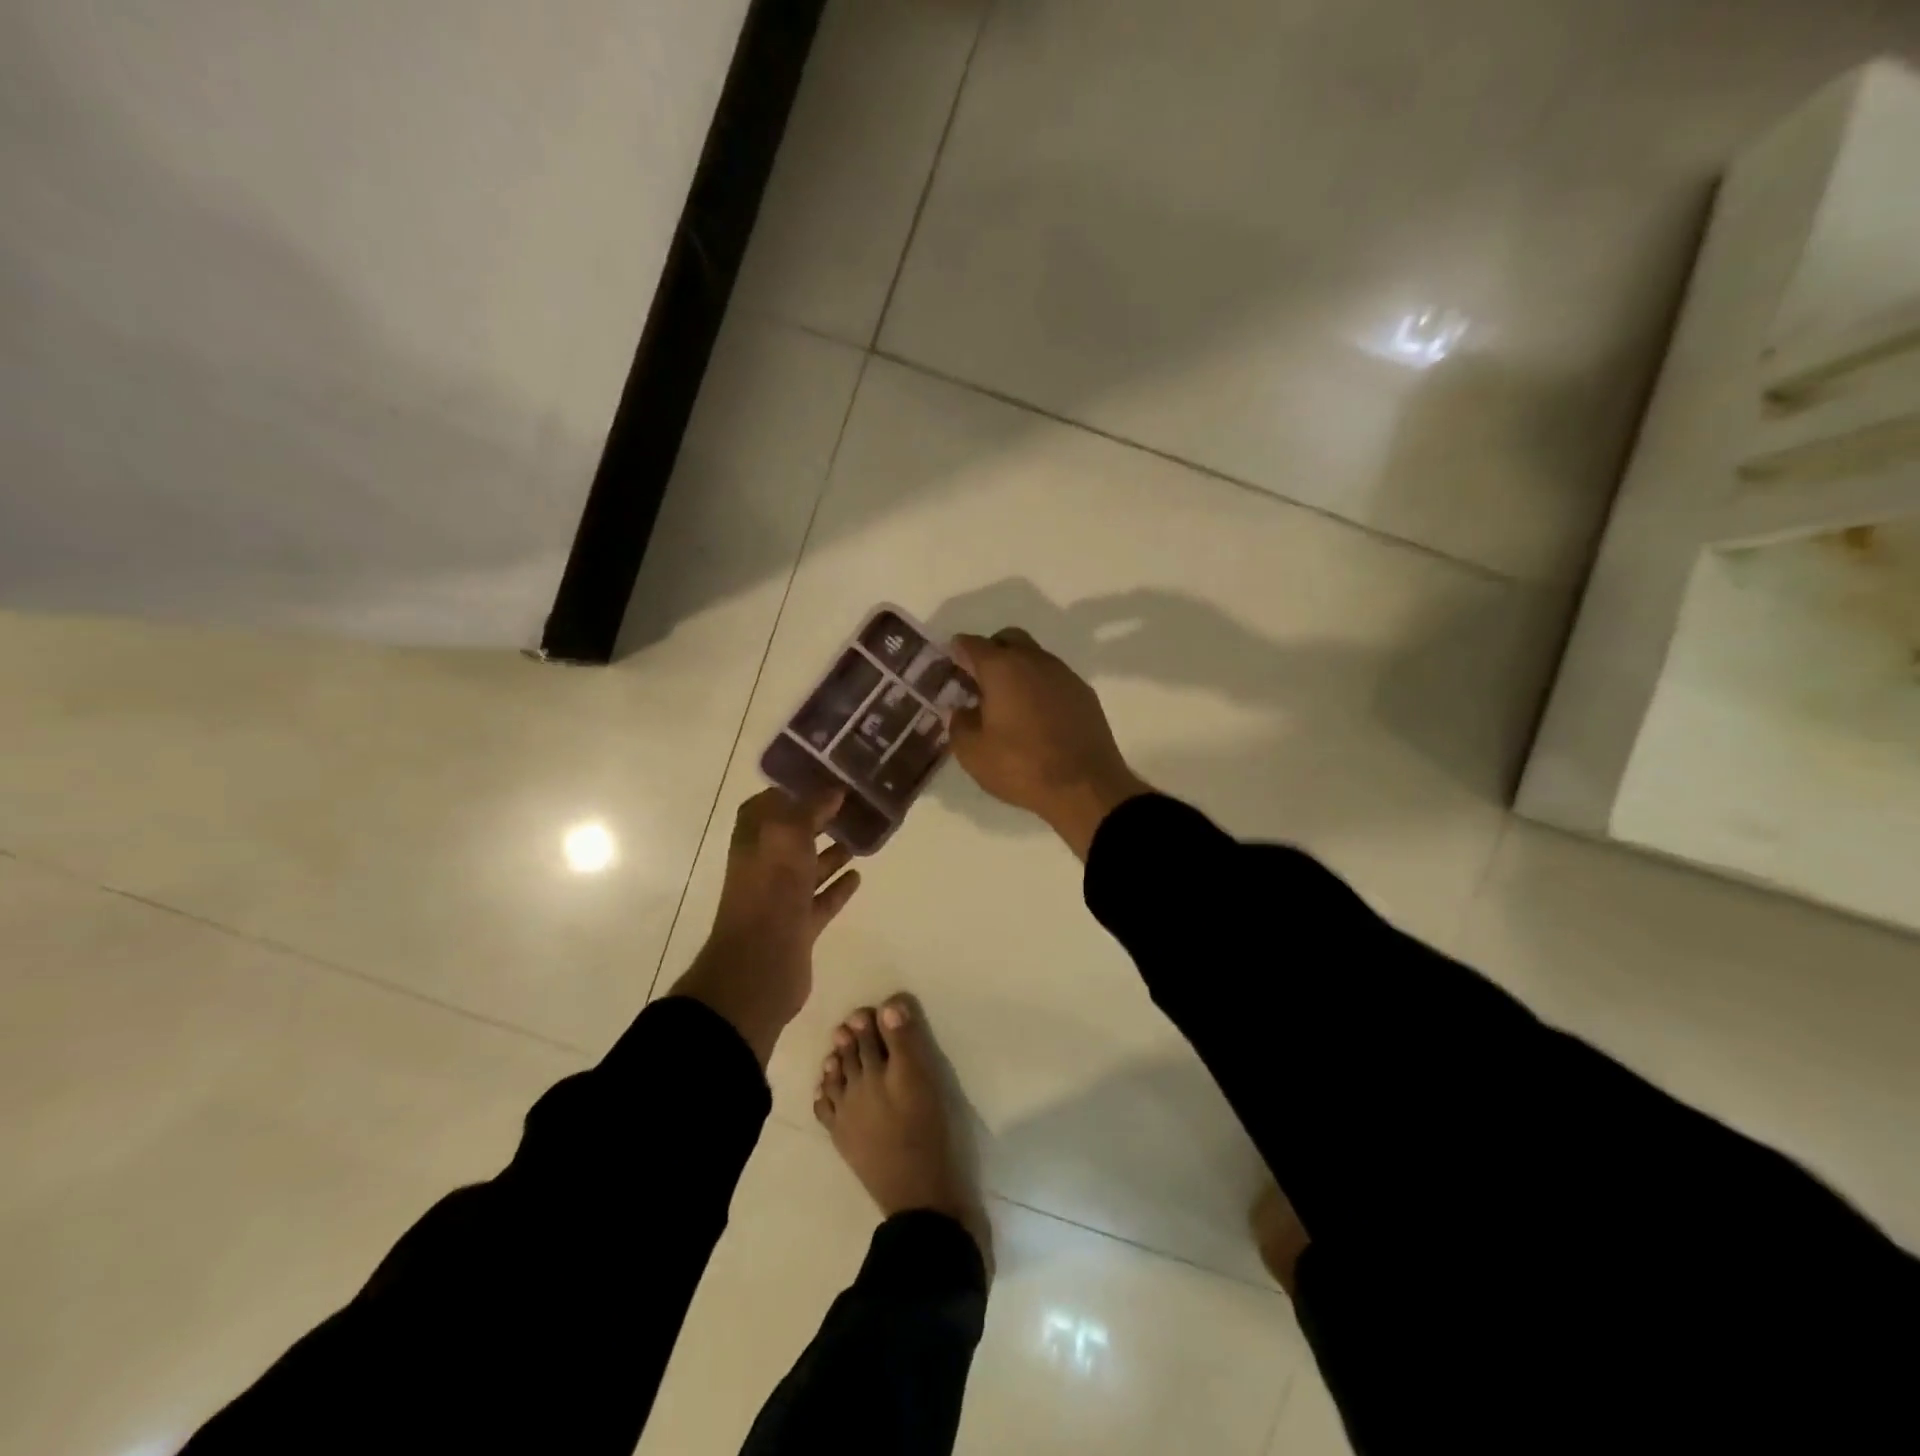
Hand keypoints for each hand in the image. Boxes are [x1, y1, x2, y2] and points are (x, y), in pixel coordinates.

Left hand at [669, 787, 861, 1065]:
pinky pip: (822, 898)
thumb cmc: (770, 890)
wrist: (759, 965)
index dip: (797, 788)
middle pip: (794, 832)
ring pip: (809, 865)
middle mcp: (764, 862)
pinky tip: (858, 876)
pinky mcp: (799, 924)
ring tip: (862, 835)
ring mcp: (781, 895)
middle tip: (856, 804)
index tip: (830, 776)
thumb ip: (810, 809)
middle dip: (821, 818)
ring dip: (832, 851)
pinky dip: (838, 886)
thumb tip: (833, 790)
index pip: (772, 801)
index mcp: (754, 837)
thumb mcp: (788, 835)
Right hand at [948, 628, 1151, 859]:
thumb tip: (961, 710)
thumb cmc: (1022, 766)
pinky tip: (1036, 715)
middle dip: (990, 652)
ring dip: (1017, 669)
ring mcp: (1064, 674)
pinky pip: (1054, 678)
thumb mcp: (973, 753)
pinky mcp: (1084, 693)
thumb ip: (959, 724)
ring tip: (1007, 701)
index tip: (950, 665)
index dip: (956, 652)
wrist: (1085, 786)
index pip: (971, 645)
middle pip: (1007, 639)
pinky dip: (1039, 687)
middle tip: (979, 681)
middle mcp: (1034, 660)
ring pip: (1034, 657)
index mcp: (1002, 668)